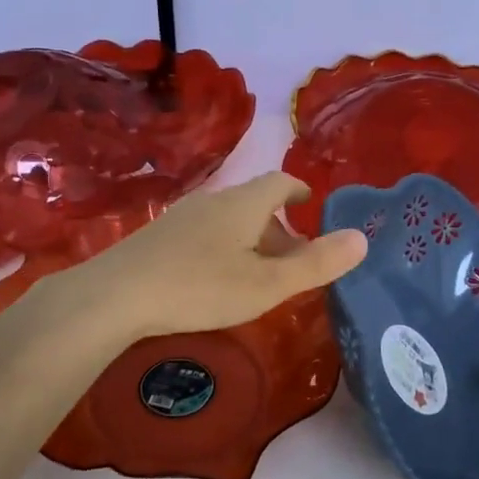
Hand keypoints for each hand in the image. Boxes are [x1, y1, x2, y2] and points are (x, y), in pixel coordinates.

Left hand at [60, 172, 367, 339]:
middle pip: (255, 203)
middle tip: (295, 258)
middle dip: (280, 226)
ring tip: (260, 273)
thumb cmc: (200, 287)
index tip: (312, 206)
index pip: (280, 182)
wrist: (115, 296)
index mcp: (244, 204)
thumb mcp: (268, 283)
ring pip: (229, 220)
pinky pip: (205, 233)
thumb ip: (316, 264)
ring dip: (251, 239)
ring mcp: (181, 217)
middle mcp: (213, 201)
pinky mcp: (158, 237)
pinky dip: (225, 248)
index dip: (300, 192)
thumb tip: (362, 239)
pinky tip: (217, 279)